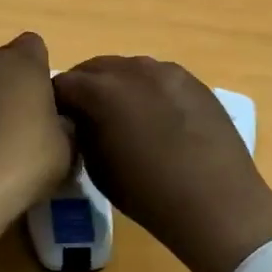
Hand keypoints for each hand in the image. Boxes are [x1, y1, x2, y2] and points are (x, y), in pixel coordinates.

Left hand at [0, 33, 73, 261]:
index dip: (40, 71)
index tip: (46, 101)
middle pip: (2, 62)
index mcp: (22, 61)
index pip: (35, 46)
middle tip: (22, 121)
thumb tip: (56, 118)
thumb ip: (64, 120)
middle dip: (12, 83)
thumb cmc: (24, 160)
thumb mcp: (67, 146)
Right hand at [53, 56, 271, 271]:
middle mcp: (132, 70)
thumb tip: (79, 120)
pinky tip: (155, 117)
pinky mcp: (194, 81)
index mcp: (102, 90)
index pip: (63, 83)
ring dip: (116, 85)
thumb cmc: (148, 193)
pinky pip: (159, 77)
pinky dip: (147, 90)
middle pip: (95, 68)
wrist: (216, 203)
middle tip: (84, 115)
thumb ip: (82, 133)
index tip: (56, 120)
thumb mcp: (97, 167)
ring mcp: (167, 72)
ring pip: (129, 69)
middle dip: (84, 87)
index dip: (55, 101)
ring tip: (121, 115)